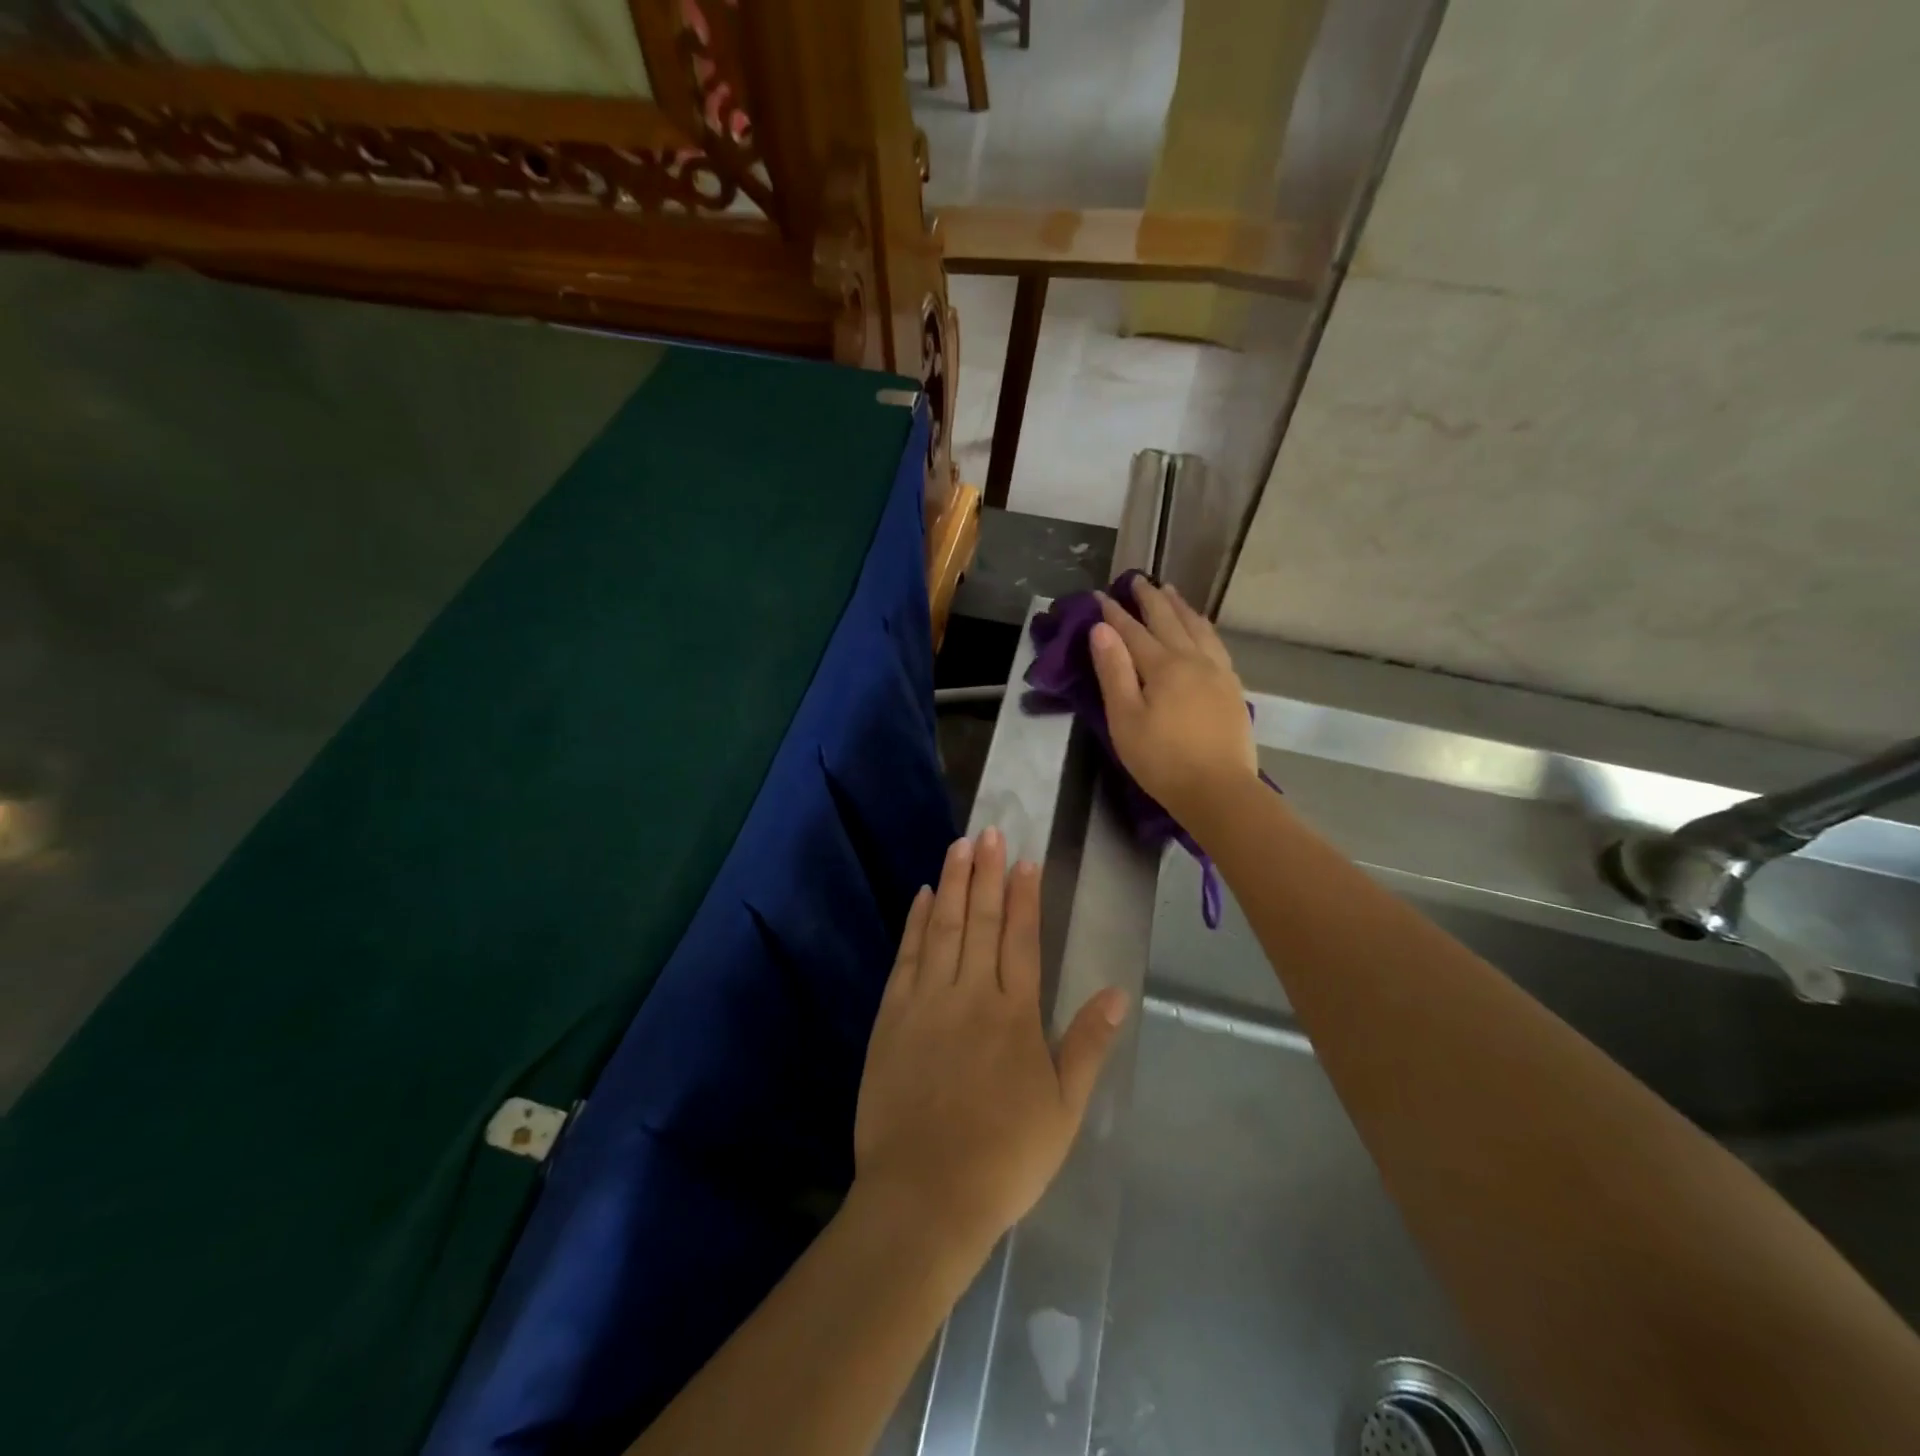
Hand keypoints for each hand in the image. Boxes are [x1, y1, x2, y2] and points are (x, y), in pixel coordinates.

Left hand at [854, 830, 1128, 1251]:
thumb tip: (1118, 993)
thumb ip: (1088, 1045)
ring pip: (943, 928)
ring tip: (959, 845)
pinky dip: (916, 922)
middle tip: (989, 831)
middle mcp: (970, 995)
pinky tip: (923, 896)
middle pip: (981, 921)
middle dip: (987, 873)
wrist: (925, 1196)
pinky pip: (907, 957)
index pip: (1021, 938)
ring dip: (953, 883)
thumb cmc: (1004, 1157)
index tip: (1025, 859)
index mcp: (1015, 1015)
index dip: (1024, 895)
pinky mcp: (892, 1017)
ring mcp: (926, 1002)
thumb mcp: (1063, 1109)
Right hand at [1089, 579, 1259, 829]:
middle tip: (1137, 579)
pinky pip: (1215, 643)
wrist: (1219, 790)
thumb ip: (1113, 672)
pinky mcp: (1232, 687)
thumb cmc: (1162, 760)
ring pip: (1197, 627)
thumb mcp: (1125, 719)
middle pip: (1168, 620)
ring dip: (1179, 607)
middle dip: (1149, 598)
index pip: (1132, 631)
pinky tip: (1201, 628)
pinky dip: (1203, 626)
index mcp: (1163, 666)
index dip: (1114, 612)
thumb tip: (1101, 630)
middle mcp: (1193, 659)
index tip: (1099, 594)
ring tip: (1169, 592)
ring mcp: (1218, 671)